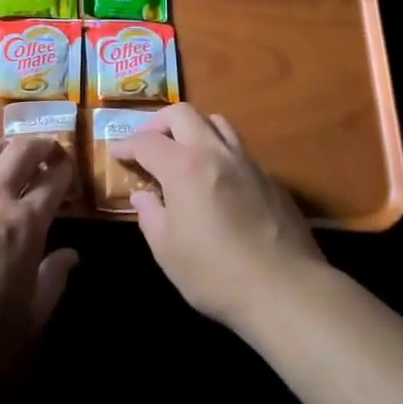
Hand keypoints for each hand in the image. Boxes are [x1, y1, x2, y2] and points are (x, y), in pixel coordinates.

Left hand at [0, 135, 78, 397]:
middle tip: (47, 149)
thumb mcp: (28, 318)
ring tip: (9, 154)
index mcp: (25, 222)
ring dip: (5, 146)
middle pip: (21, 150)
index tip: (68, 168)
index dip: (65, 169)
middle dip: (40, 144)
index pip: (53, 180)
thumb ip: (53, 280)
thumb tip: (70, 255)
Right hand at [110, 103, 323, 328]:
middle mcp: (214, 151)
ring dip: (194, 128)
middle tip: (149, 144)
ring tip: (185, 152)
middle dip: (159, 123)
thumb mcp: (167, 251)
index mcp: (183, 166)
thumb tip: (143, 195)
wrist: (285, 290)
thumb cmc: (215, 274)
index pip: (146, 141)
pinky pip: (239, 149)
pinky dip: (220, 152)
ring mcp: (246, 161)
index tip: (117, 153)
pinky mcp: (270, 178)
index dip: (127, 145)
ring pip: (216, 122)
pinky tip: (219, 180)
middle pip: (182, 113)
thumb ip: (150, 215)